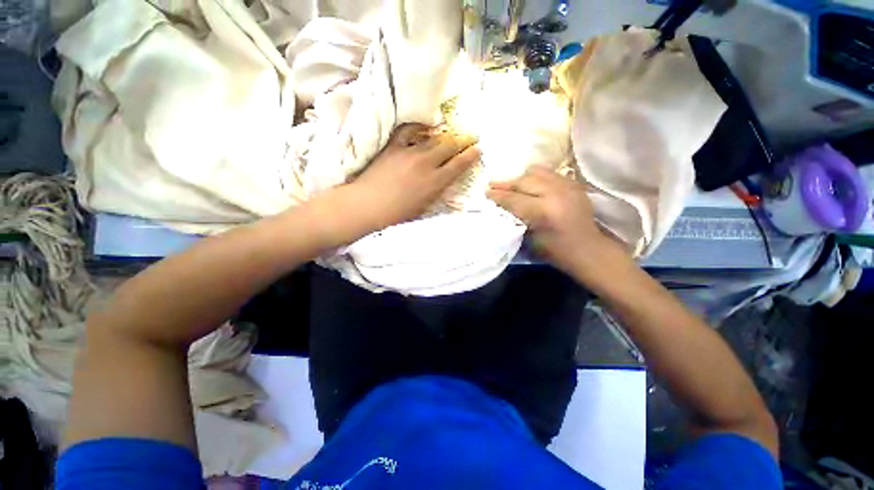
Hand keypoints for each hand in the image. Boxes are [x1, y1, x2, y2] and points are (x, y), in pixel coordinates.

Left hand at [349, 123, 480, 230]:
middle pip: (449, 146)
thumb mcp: (424, 207)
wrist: (368, 205)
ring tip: (451, 133)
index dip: (470, 155)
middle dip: (463, 140)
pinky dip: (418, 128)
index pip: (458, 165)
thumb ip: (437, 191)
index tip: (478, 149)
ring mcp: (409, 152)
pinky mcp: (394, 147)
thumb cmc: (397, 214)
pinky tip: (423, 127)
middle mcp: (426, 163)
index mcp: (435, 181)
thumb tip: (444, 180)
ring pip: (433, 138)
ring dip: (445, 136)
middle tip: (471, 136)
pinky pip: (408, 131)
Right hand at [487, 166, 630, 280]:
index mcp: (542, 212)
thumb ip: (514, 219)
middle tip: (492, 184)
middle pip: (523, 181)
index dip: (497, 195)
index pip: (513, 198)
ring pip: (536, 172)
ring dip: (520, 177)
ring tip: (510, 182)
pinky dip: (536, 176)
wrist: (587, 249)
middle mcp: (555, 194)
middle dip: (505, 183)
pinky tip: (530, 182)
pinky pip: (549, 173)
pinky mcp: (573, 184)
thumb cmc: (554, 251)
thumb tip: (500, 206)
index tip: (486, 192)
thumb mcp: (528, 240)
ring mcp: (567, 186)